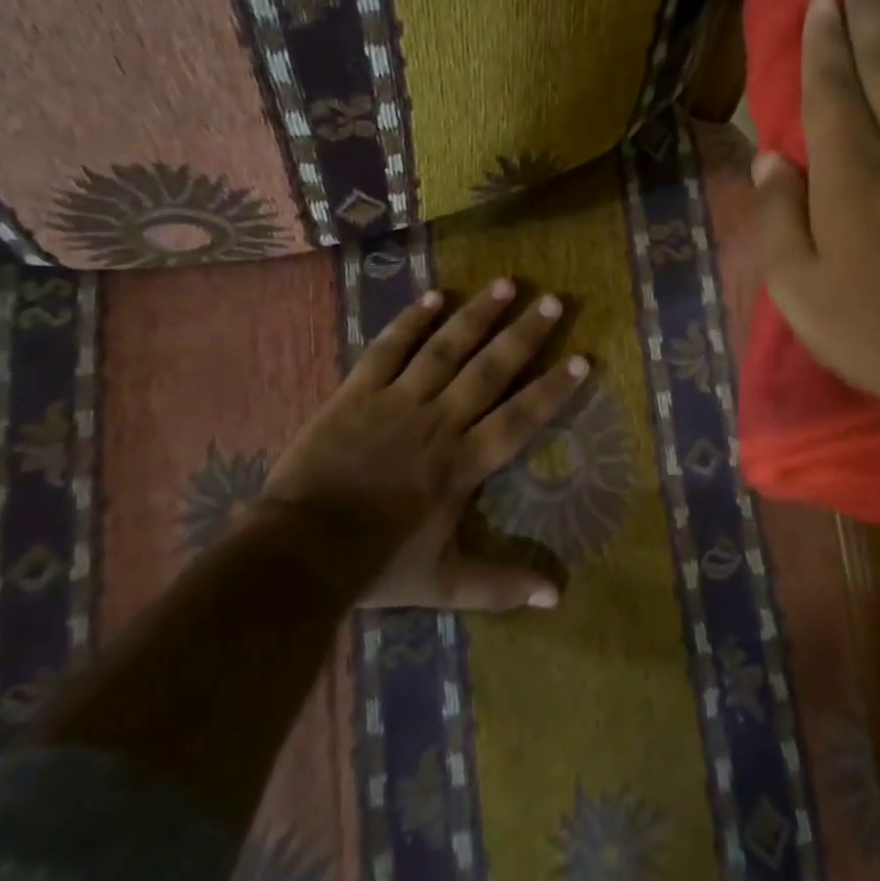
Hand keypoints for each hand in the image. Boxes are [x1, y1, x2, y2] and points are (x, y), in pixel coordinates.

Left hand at [259, 278, 588, 610]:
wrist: (297, 552)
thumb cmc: (376, 565)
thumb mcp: (444, 583)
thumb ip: (500, 586)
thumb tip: (556, 597)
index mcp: (463, 463)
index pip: (520, 418)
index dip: (553, 389)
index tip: (581, 358)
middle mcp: (439, 422)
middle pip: (490, 370)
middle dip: (524, 334)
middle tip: (553, 300)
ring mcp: (397, 402)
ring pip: (445, 349)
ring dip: (477, 315)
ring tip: (506, 284)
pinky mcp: (359, 392)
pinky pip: (389, 349)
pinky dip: (411, 321)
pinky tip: (434, 296)